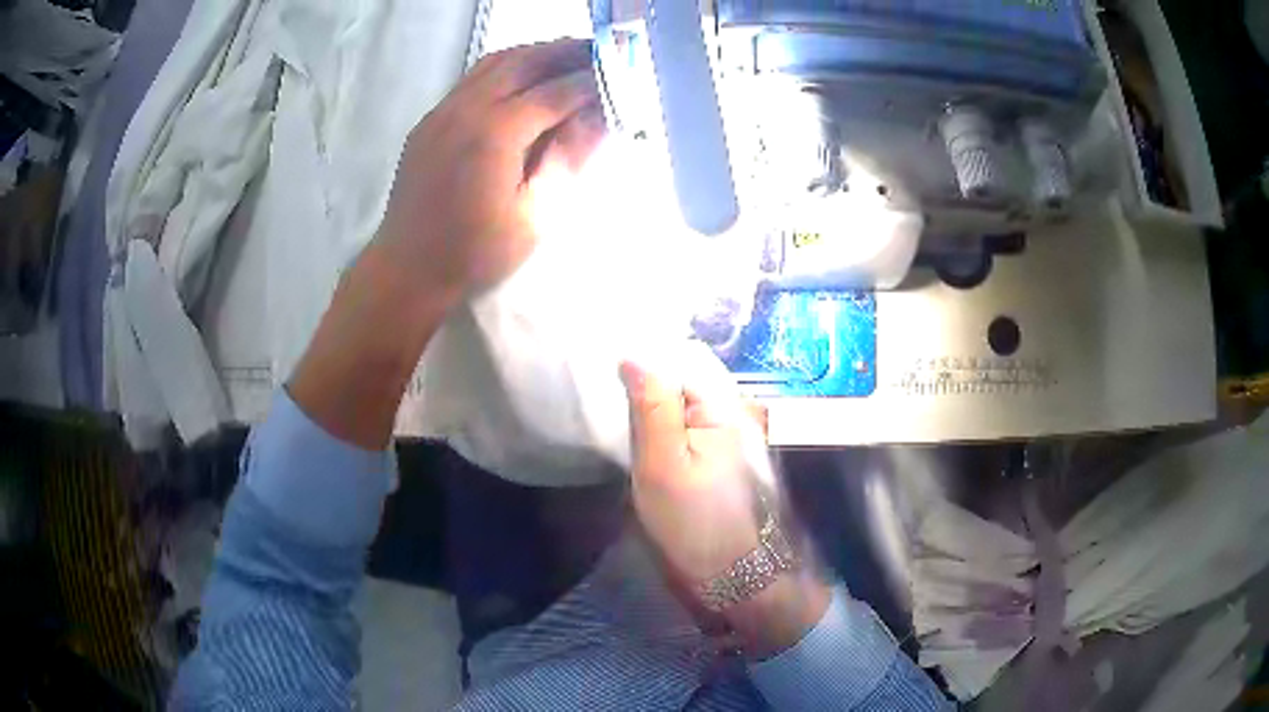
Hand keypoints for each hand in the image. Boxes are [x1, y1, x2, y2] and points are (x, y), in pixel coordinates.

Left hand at [290, 40, 603, 449]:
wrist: (408, 267)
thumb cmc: (474, 253)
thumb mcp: (534, 215)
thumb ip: (567, 158)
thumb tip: (601, 117)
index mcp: (495, 134)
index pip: (555, 92)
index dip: (591, 83)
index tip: (619, 76)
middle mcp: (467, 109)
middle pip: (524, 61)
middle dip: (565, 52)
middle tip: (599, 51)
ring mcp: (443, 111)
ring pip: (495, 63)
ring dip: (534, 54)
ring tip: (567, 56)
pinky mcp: (431, 120)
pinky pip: (473, 79)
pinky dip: (506, 68)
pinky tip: (524, 79)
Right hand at [620, 344, 830, 656]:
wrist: (735, 572)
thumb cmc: (694, 520)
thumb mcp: (663, 463)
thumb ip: (652, 407)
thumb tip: (634, 356)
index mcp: (724, 404)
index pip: (681, 359)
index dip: (644, 360)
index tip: (607, 366)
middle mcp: (735, 409)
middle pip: (685, 378)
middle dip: (649, 381)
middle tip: (608, 392)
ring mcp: (733, 432)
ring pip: (687, 401)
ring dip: (656, 403)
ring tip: (620, 408)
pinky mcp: (725, 453)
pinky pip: (692, 422)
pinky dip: (668, 423)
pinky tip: (646, 433)